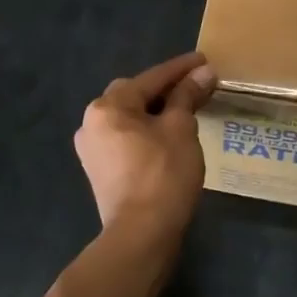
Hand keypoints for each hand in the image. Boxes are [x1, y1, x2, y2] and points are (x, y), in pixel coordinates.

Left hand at [74, 52, 216, 238]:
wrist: (140, 235)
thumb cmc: (163, 174)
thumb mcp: (181, 128)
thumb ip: (188, 96)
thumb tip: (203, 72)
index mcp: (108, 106)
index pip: (151, 78)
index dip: (181, 68)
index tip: (204, 60)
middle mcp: (92, 122)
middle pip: (135, 94)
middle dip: (165, 89)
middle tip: (194, 86)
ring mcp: (92, 149)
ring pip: (129, 118)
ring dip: (156, 111)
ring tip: (185, 109)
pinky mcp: (99, 171)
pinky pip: (126, 138)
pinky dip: (146, 131)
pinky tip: (167, 135)